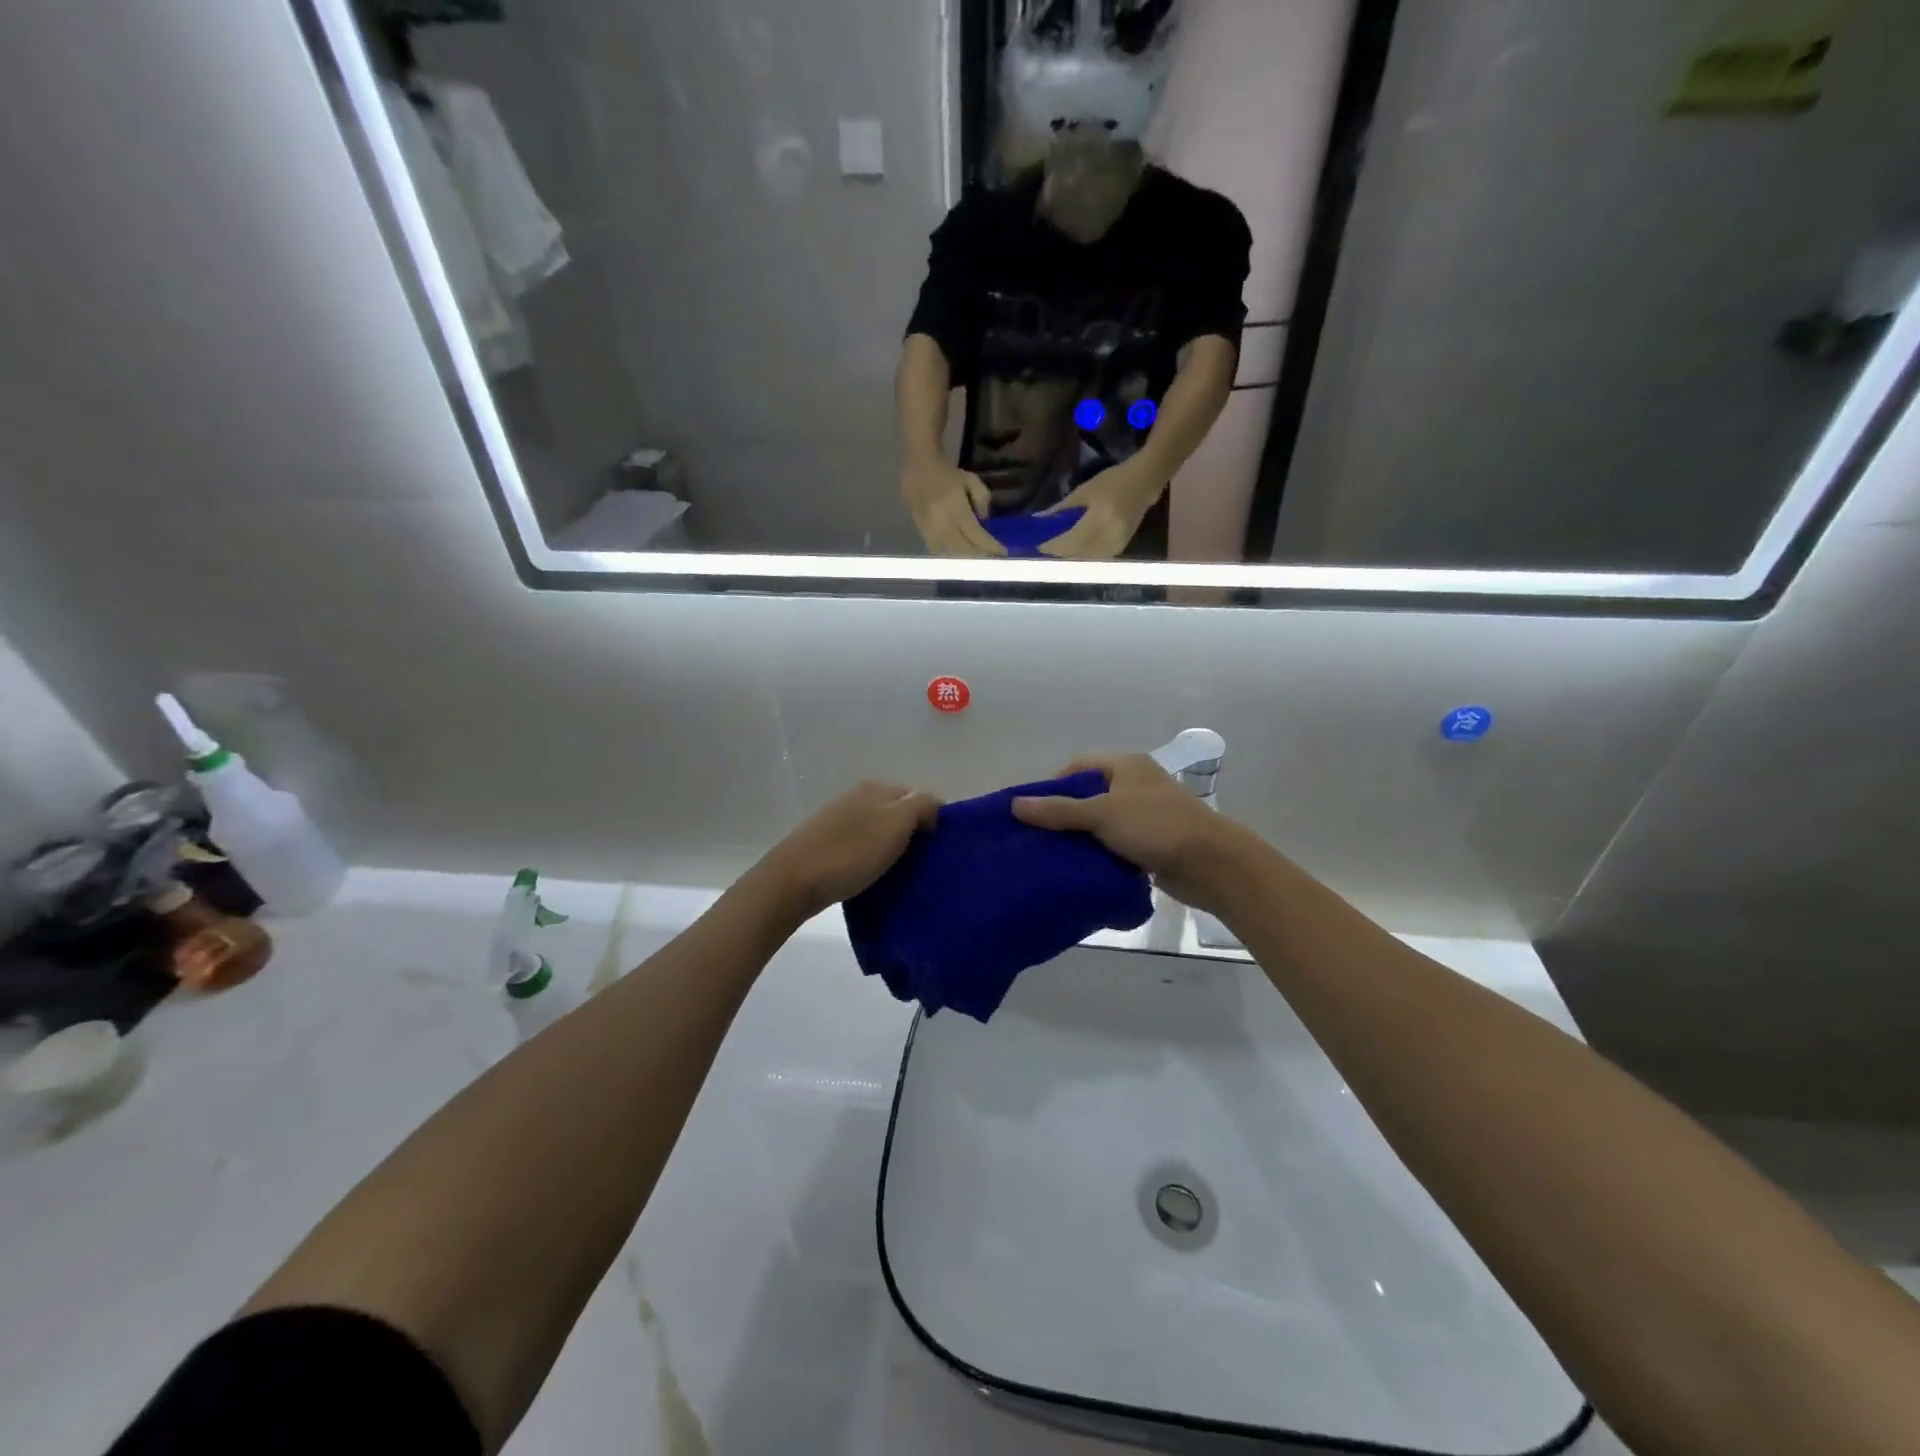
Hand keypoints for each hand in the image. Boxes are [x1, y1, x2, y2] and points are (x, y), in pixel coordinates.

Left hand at [755, 781, 940, 919]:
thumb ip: (921, 806)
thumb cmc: (850, 853)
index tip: (939, 850)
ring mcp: (839, 819)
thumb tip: (935, 806)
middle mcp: (857, 797)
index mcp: (877, 788)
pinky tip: (873, 875)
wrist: (793, 881)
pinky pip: (861, 845)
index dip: (933, 820)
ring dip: (892, 847)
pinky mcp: (826, 842)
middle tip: (923, 864)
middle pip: (898, 813)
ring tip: (901, 873)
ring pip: (879, 830)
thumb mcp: (895, 824)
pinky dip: (872, 857)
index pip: (918, 797)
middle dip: (913, 834)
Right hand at [901, 459, 1005, 557]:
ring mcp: (931, 532)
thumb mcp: (971, 480)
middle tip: (991, 556)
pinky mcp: (922, 533)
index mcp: (958, 512)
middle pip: (966, 550)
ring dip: (966, 557)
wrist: (917, 469)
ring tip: (976, 555)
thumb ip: (982, 499)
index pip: (978, 537)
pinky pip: (938, 550)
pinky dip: (950, 553)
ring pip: (952, 554)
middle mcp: (944, 526)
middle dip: (980, 555)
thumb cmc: (947, 473)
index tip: (1004, 552)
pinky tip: (958, 551)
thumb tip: (984, 520)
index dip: (992, 547)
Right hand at [1012, 755, 1253, 915]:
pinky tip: (1081, 869)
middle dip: (1064, 815)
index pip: (1078, 767)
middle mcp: (1136, 784)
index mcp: (1126, 765)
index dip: (1053, 785)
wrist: (1211, 863)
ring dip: (1082, 837)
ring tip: (1053, 855)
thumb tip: (1016, 805)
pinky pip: (1116, 843)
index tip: (1033, 811)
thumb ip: (1059, 810)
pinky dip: (1100, 853)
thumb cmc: (1155, 826)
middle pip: (1089, 795)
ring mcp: (1145, 814)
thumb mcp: (1102, 814)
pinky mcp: (1152, 842)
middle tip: (1038, 837)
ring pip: (1102, 822)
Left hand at [1037, 459, 1162, 559]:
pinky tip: (1076, 549)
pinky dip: (1084, 555)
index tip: (1037, 545)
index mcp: (1098, 520)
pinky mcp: (1121, 548)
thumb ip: (1062, 508)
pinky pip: (1097, 558)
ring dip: (1070, 555)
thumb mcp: (1084, 491)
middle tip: (1045, 547)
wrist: (1145, 482)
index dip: (1052, 546)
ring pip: (1086, 558)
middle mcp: (1108, 537)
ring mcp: (1116, 545)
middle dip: (1059, 552)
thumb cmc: (1113, 481)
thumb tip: (1041, 520)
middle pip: (1076, 553)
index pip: (1069, 541)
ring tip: (1058, 548)